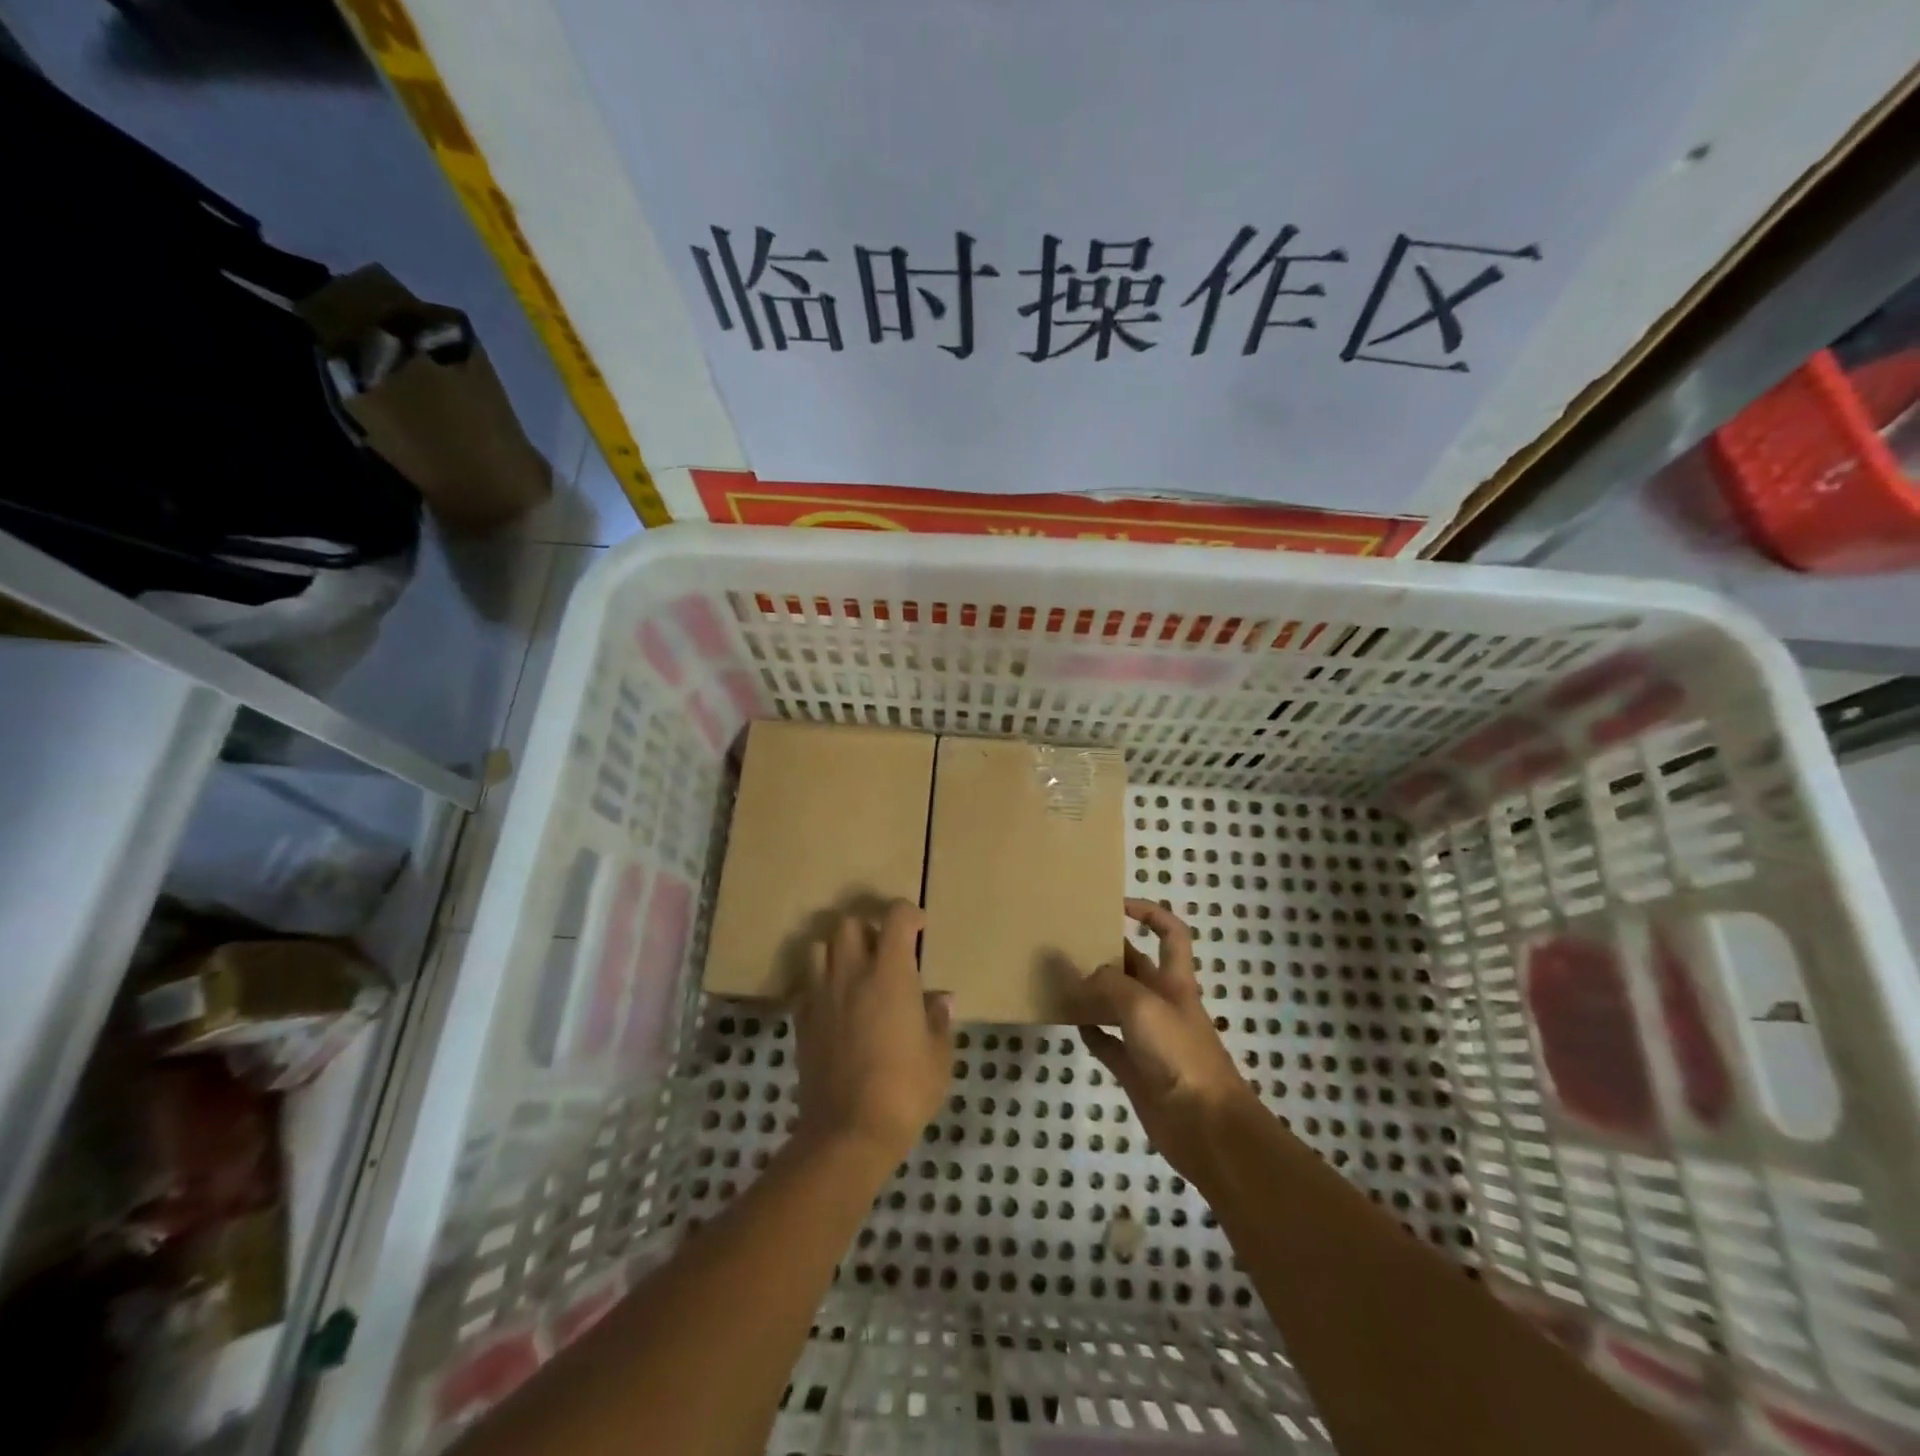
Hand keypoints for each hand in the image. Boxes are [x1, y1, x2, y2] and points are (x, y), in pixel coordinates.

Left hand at [792, 902, 953, 1169]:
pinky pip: (805, 984)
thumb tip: (939, 999)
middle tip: (883, 951)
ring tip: (854, 971)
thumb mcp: (938, 1056)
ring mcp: (821, 994)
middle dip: (867, 928)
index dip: (909, 914)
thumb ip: (938, 1020)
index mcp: (890, 973)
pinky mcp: (801, 1020)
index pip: (896, 918)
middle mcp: (851, 972)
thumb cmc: (905, 1090)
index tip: (919, 927)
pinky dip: (819, 982)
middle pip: (848, 923)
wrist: (848, 1132)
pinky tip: (834, 1003)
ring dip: (837, 950)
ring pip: (819, 947)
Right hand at [1064, 899, 1260, 1186]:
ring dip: (1090, 991)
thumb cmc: (1181, 1055)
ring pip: (1115, 1003)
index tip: (1115, 905)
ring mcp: (1148, 1037)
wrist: (1207, 1128)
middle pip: (1134, 966)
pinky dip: (1089, 1031)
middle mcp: (1162, 1003)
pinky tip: (1068, 1022)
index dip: (1149, 913)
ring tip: (1057, 977)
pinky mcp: (1135, 1069)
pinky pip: (1107, 1042)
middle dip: (1106, 952)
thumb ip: (1107, 984)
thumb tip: (1074, 972)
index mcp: (1175, 981)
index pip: (1170, 933)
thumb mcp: (1142, 1006)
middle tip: (1066, 941)